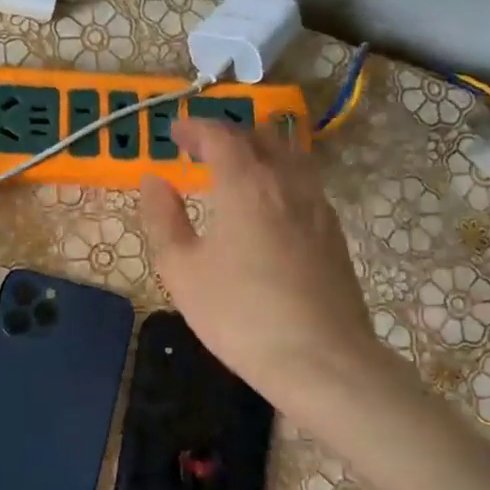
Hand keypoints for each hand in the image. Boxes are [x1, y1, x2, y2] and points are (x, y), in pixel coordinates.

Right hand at [139, 118, 403, 428]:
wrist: (322, 360)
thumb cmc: (239, 315)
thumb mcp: (181, 270)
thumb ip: (163, 218)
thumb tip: (154, 181)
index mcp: (245, 184)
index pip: (220, 136)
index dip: (195, 128)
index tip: (174, 133)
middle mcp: (286, 183)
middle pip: (261, 136)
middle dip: (229, 133)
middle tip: (202, 147)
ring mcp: (318, 207)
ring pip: (290, 156)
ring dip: (260, 150)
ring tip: (237, 168)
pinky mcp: (335, 233)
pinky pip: (305, 183)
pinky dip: (280, 175)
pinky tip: (269, 204)